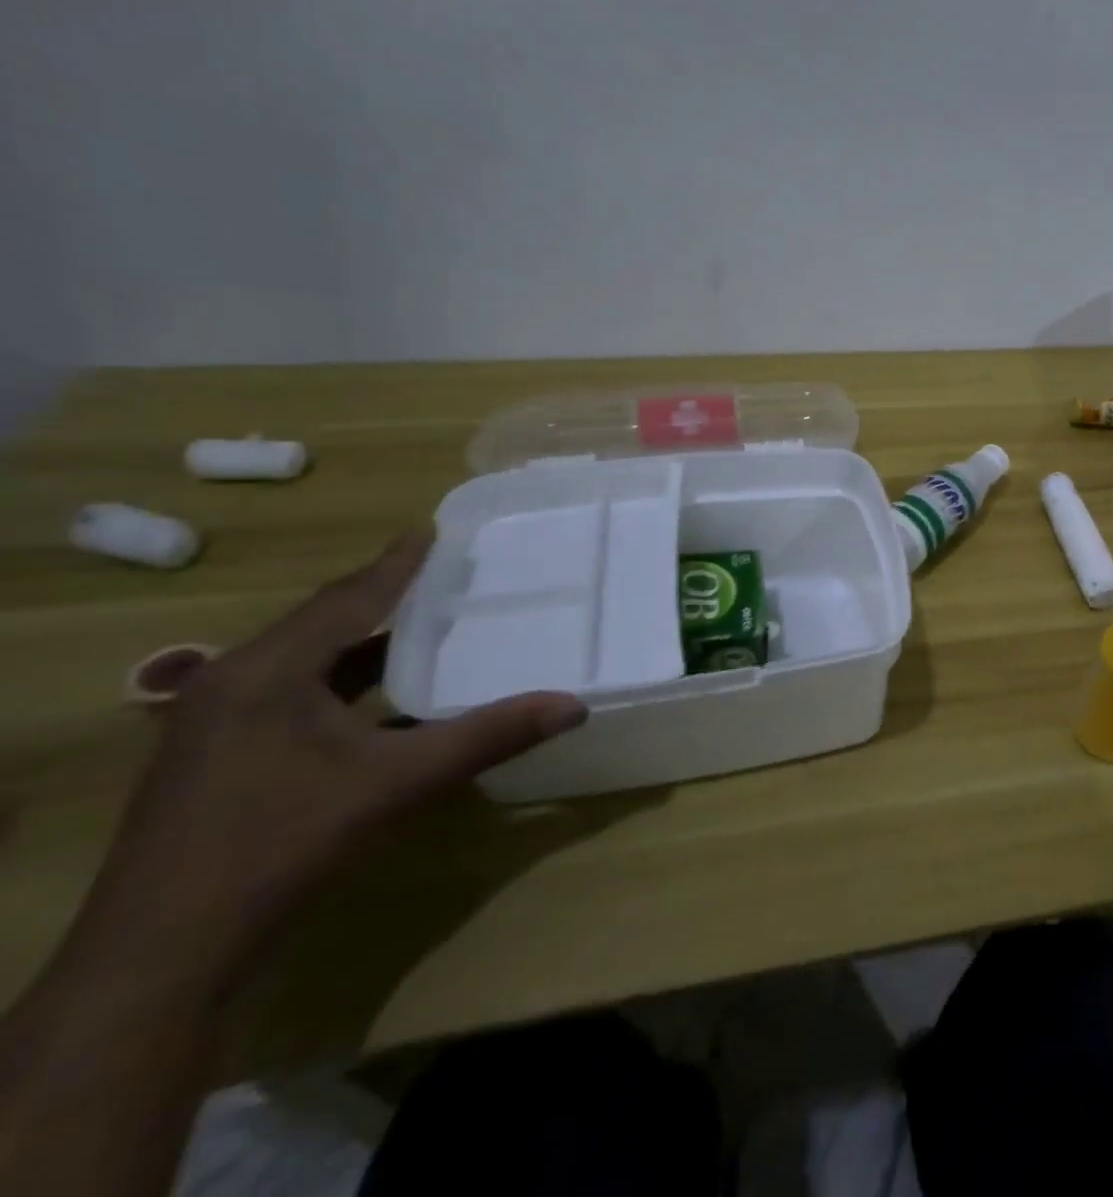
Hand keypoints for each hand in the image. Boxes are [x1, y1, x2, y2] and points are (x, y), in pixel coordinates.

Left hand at [63, 533, 585, 1001]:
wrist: (162, 958)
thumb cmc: (281, 844)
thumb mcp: (397, 783)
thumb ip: (488, 736)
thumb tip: (573, 705)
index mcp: (267, 671)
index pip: (347, 600)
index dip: (395, 565)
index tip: (432, 531)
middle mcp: (233, 684)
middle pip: (321, 623)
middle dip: (380, 597)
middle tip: (439, 574)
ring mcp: (216, 726)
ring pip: (305, 663)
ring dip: (363, 644)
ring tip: (423, 625)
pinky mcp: (217, 761)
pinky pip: (294, 697)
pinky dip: (345, 686)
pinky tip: (385, 700)